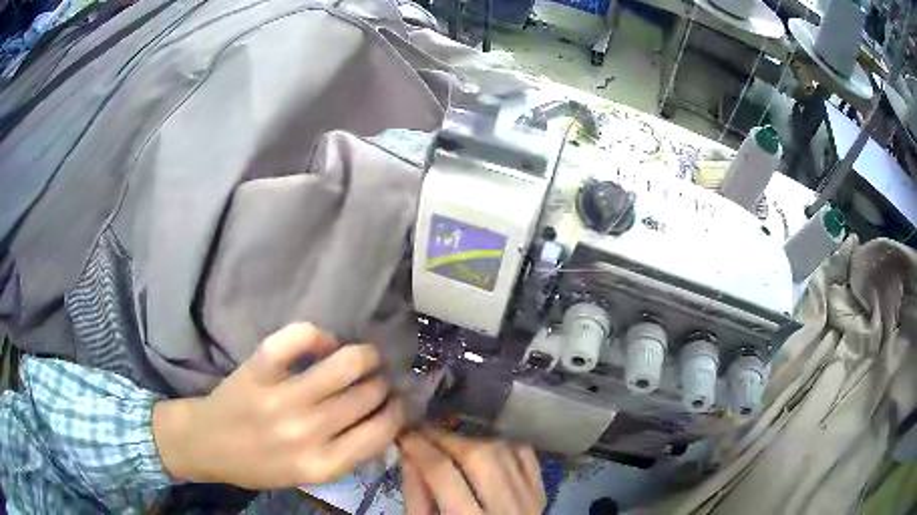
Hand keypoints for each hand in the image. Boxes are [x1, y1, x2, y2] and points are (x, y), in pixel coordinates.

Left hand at [152, 323, 404, 487]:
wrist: (207, 444)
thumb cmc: (259, 465)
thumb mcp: (309, 476)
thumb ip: (346, 455)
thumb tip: (384, 421)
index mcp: (322, 464)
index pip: (381, 431)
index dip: (399, 411)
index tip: (400, 401)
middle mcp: (306, 432)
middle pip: (367, 395)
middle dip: (383, 383)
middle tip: (380, 378)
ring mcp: (280, 398)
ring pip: (344, 364)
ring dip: (364, 356)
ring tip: (365, 356)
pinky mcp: (258, 369)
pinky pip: (298, 337)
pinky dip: (318, 334)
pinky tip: (323, 343)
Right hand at [399, 430, 545, 514]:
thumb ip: (417, 495)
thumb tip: (410, 454)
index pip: (444, 475)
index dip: (420, 448)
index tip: (403, 433)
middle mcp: (508, 510)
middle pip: (480, 458)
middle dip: (446, 439)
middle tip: (423, 432)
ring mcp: (531, 501)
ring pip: (505, 453)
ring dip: (471, 440)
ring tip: (447, 440)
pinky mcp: (542, 494)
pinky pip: (525, 457)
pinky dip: (502, 444)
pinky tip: (482, 445)